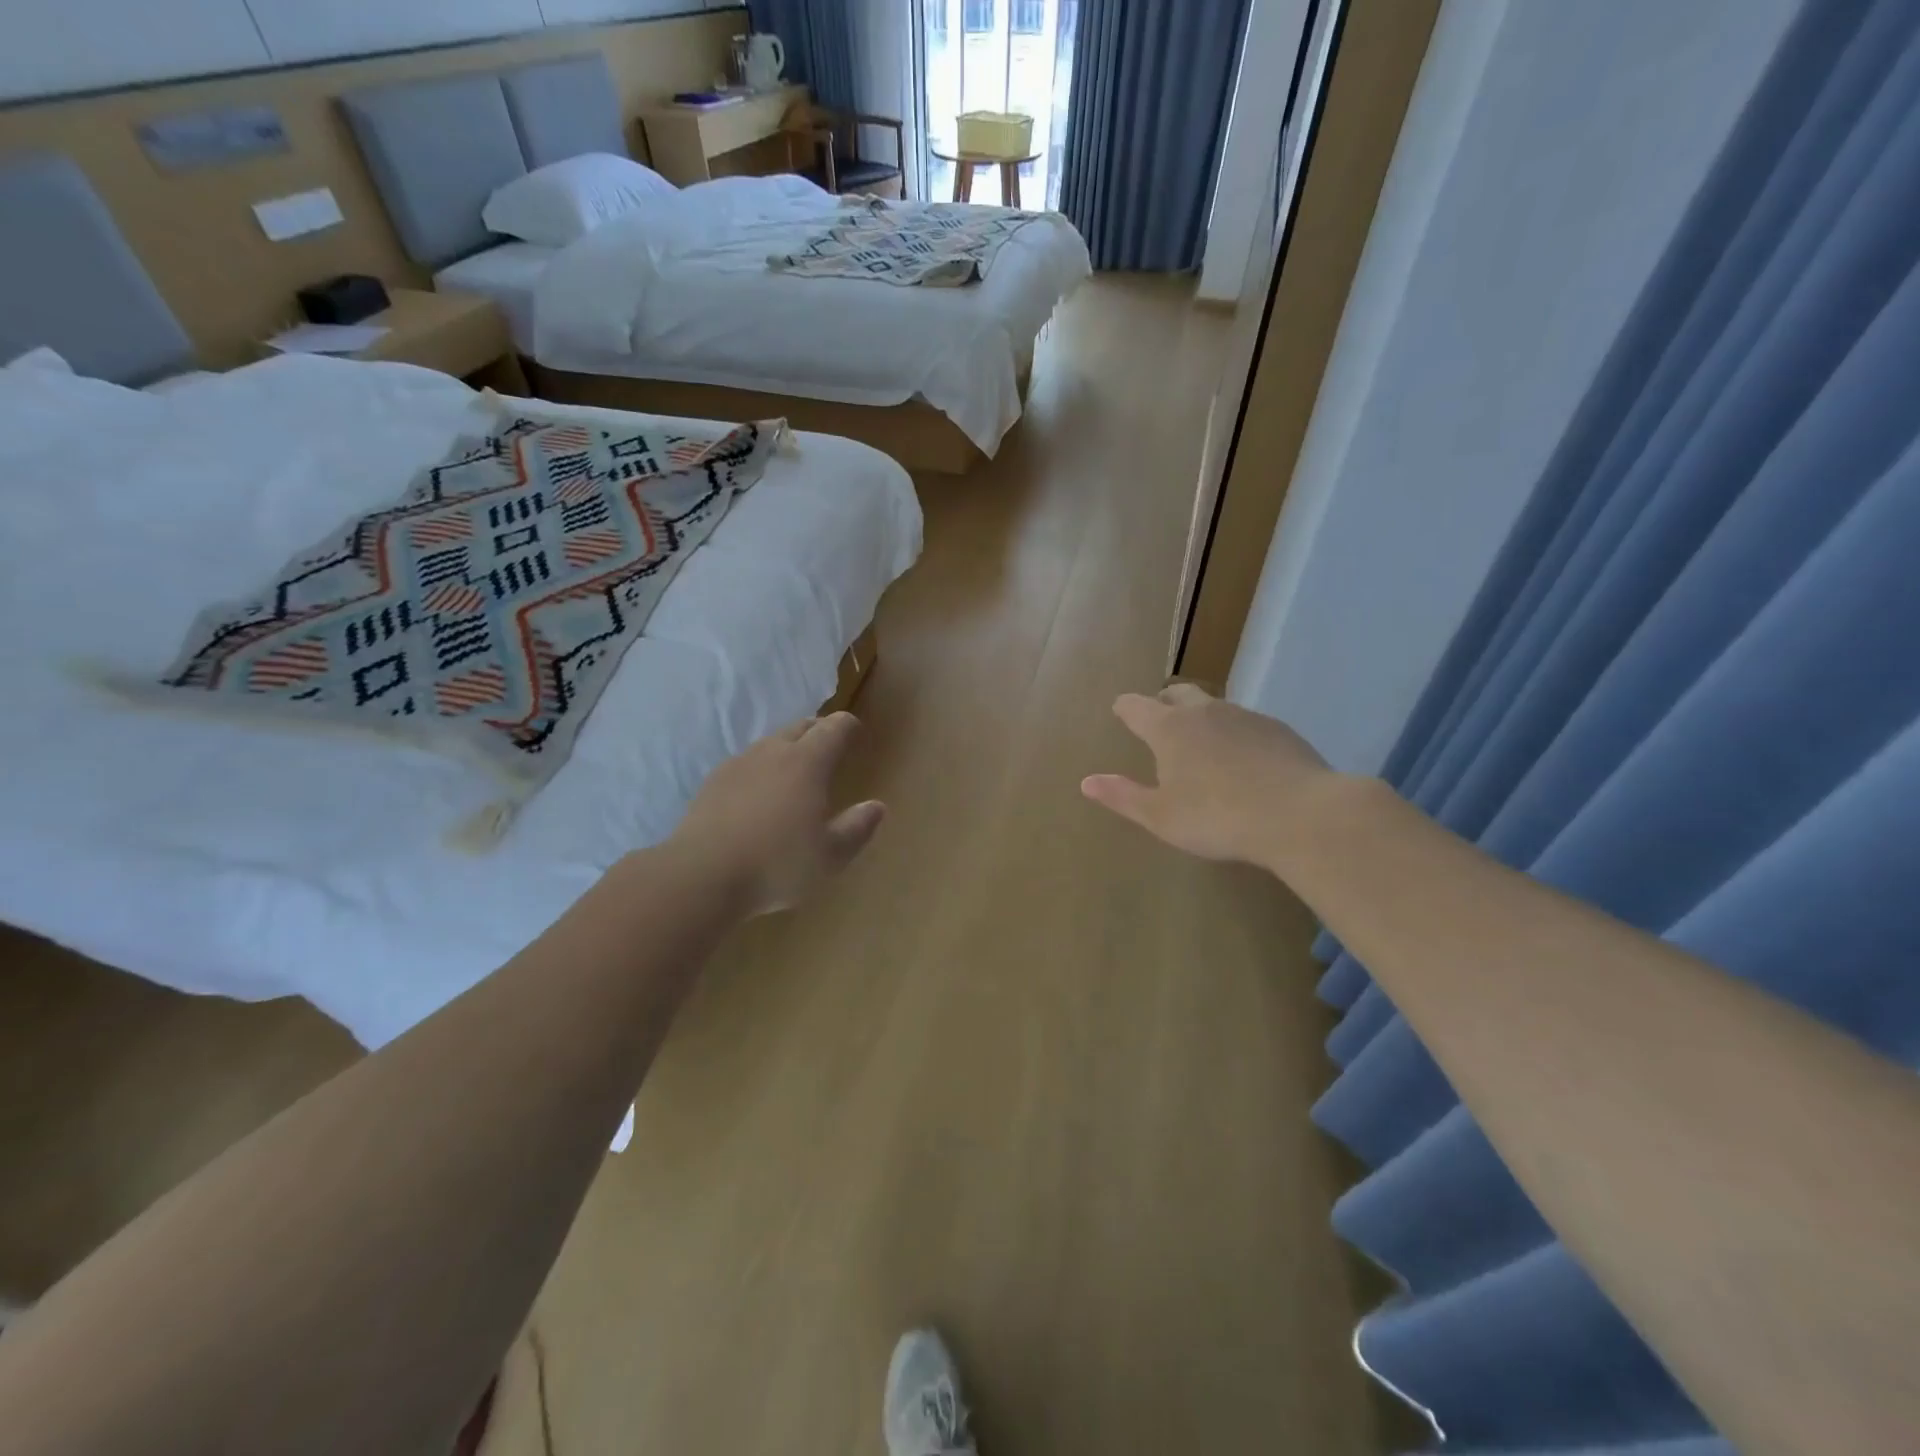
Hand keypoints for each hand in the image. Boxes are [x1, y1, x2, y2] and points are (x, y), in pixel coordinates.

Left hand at [671, 713, 885, 915]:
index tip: (857, 733)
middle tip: (830, 748)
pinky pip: (745, 764)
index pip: (835, 727)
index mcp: (807, 762)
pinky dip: (760, 770)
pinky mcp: (712, 783)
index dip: (849, 727)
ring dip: (788, 750)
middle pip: (801, 726)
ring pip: (770, 743)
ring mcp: (738, 764)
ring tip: (795, 774)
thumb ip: (857, 828)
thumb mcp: (830, 856)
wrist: (700, 876)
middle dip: (819, 731)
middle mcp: (773, 752)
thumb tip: (877, 807)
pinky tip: (758, 796)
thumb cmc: (776, 864)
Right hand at [1082, 684, 1334, 869]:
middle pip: (1178, 692)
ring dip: (1202, 717)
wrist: (1300, 815)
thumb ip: (1123, 797)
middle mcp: (1205, 712)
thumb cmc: (1217, 818)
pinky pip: (1246, 724)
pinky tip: (1244, 761)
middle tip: (1160, 716)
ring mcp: (1245, 716)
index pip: (1137, 707)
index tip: (1120, 709)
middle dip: (1164, 700)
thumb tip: (1086, 782)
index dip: (1125, 708)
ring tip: (1203, 742)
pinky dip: (1235, 734)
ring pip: (1215, 706)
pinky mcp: (1278, 730)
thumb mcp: (1161, 817)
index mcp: (1169, 729)